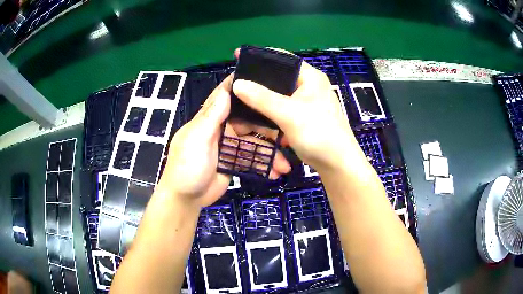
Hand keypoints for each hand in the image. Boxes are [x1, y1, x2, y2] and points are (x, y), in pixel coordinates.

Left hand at [157, 74, 290, 208]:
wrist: (186, 198)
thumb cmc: (187, 166)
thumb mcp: (197, 139)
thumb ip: (211, 116)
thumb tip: (226, 91)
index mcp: (210, 119)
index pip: (227, 97)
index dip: (243, 88)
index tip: (264, 80)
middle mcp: (221, 129)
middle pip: (249, 122)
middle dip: (268, 129)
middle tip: (288, 134)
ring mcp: (229, 147)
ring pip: (254, 144)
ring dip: (270, 153)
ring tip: (285, 165)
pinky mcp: (234, 162)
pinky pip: (252, 160)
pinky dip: (263, 166)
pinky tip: (276, 173)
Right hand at [232, 49, 367, 173]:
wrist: (337, 164)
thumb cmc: (319, 134)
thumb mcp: (289, 114)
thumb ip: (262, 98)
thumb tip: (237, 84)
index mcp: (310, 77)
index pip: (283, 58)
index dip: (260, 56)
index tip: (238, 57)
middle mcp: (308, 86)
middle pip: (278, 78)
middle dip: (257, 83)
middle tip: (236, 85)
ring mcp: (306, 103)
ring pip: (278, 96)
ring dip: (262, 102)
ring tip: (242, 103)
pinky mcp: (302, 118)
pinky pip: (281, 111)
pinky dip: (270, 115)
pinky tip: (256, 119)